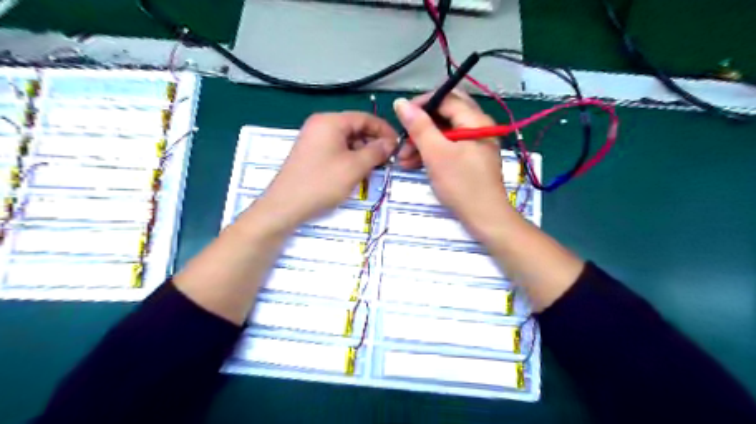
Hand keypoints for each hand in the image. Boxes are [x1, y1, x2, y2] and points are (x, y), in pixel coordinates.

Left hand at [253, 111, 395, 232]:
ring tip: (374, 168)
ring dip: (363, 152)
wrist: (285, 205)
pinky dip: (350, 158)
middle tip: (388, 159)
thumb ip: (376, 152)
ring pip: (347, 140)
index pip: (364, 117)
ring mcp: (314, 139)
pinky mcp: (311, 153)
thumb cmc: (322, 183)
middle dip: (373, 142)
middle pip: (355, 127)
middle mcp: (321, 125)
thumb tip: (390, 143)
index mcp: (330, 121)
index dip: (384, 130)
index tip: (398, 145)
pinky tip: (357, 172)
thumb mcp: (354, 167)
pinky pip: (336, 149)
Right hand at [394, 91, 510, 230]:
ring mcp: (474, 143)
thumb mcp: (436, 154)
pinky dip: (431, 153)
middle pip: (444, 115)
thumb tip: (401, 102)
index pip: (445, 98)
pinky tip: (414, 165)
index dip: (421, 104)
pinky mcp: (470, 158)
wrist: (485, 217)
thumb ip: (419, 127)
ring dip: (422, 143)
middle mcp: (477, 126)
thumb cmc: (461, 184)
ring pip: (444, 133)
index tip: (400, 117)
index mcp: (474, 120)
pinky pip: (448, 147)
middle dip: (420, 126)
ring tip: (403, 160)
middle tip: (403, 141)